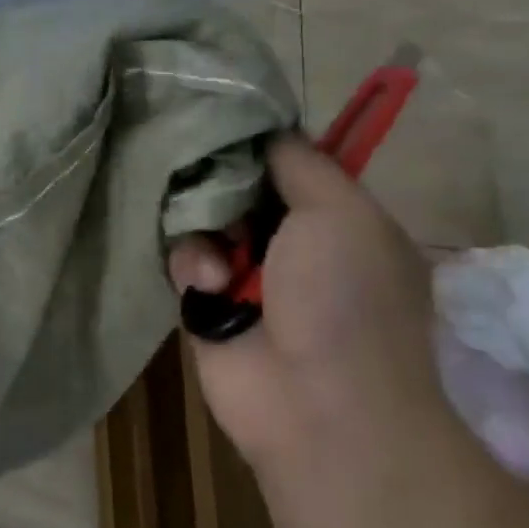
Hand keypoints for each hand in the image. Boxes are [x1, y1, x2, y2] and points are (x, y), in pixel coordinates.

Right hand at [167, 134, 443, 471]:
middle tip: (205, 175)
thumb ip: (300, 161)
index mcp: (337, 217)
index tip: (220, 119)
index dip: (255, 141)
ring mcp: (248, 273)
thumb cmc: (345, 298)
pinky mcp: (207, 303)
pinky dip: (192, 263)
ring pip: (204, 217)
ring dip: (206, 227)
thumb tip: (268, 130)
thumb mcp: (342, 211)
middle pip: (237, 185)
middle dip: (218, 180)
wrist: (320, 408)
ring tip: (220, 260)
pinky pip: (184, 257)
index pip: (286, 161)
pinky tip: (208, 284)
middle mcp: (292, 241)